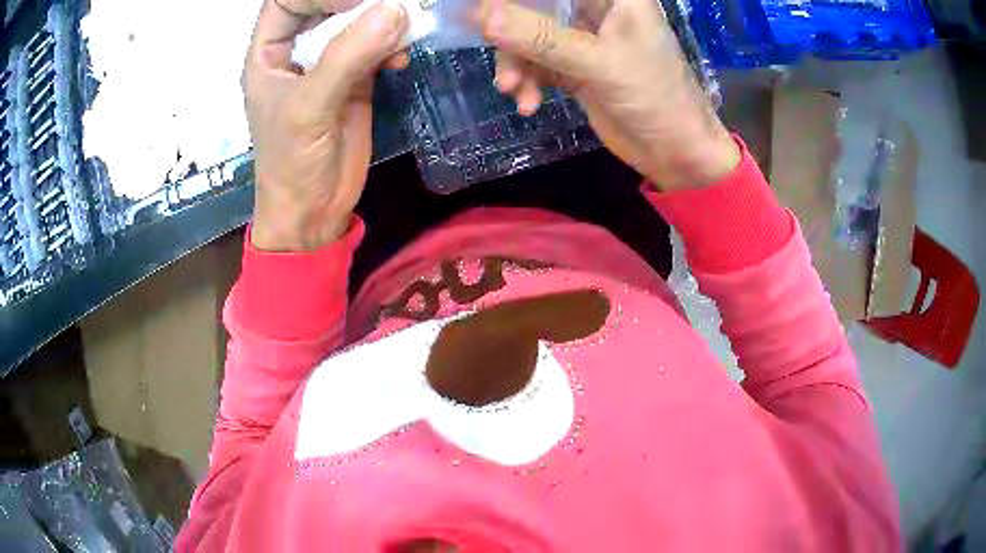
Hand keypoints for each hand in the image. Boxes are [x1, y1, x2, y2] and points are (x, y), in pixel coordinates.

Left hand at [244, 0, 408, 250]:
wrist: (315, 211)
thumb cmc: (292, 164)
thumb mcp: (309, 109)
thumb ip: (346, 57)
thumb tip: (396, 11)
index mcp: (269, 53)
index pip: (289, 1)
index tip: (358, 2)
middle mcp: (298, 51)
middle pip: (328, 6)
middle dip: (359, 3)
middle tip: (392, 7)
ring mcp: (330, 63)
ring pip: (358, 23)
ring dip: (384, 21)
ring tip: (406, 30)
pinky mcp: (357, 80)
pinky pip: (379, 47)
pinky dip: (395, 46)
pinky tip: (401, 60)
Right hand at [474, 0, 739, 190]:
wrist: (677, 154)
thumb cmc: (655, 99)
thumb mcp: (599, 64)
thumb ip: (541, 38)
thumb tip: (480, 15)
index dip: (514, 0)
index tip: (483, 12)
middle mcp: (596, 9)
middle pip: (536, 6)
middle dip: (511, 31)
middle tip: (496, 55)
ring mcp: (584, 38)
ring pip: (529, 35)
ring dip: (516, 63)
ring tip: (513, 90)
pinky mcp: (575, 65)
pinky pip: (536, 63)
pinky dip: (526, 81)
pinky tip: (527, 103)